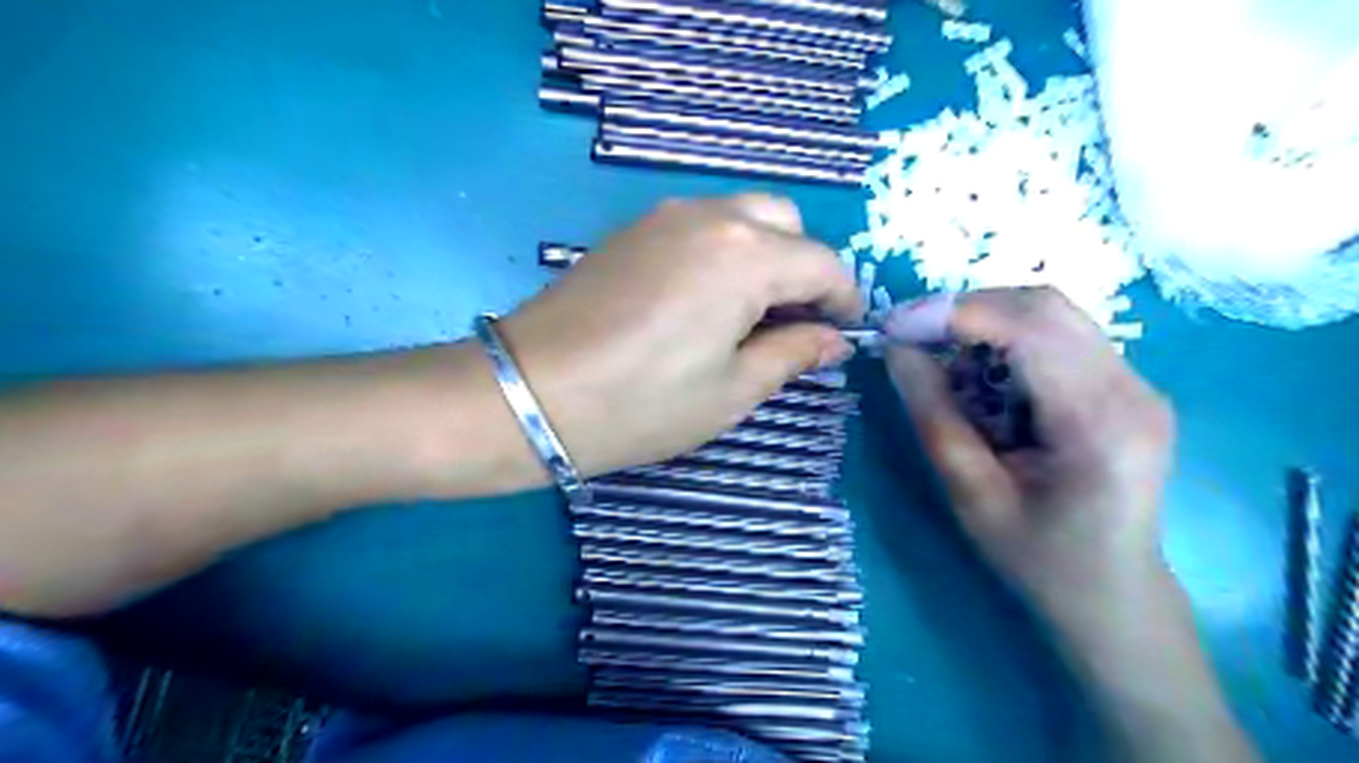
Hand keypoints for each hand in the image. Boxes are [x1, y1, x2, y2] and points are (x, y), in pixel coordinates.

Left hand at [497, 194, 856, 475]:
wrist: (530, 392)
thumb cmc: (641, 403)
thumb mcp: (730, 391)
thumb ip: (791, 354)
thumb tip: (831, 340)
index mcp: (745, 255)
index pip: (822, 262)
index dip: (843, 298)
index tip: (842, 333)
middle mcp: (710, 217)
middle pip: (784, 223)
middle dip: (804, 268)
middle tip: (794, 323)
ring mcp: (664, 216)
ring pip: (742, 217)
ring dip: (765, 256)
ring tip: (751, 315)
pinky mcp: (632, 230)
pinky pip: (700, 225)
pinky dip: (724, 252)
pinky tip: (706, 300)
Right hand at [883, 290, 1179, 622]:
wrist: (1113, 594)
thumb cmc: (1037, 558)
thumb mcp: (970, 492)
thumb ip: (933, 414)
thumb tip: (897, 349)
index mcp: (1099, 423)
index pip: (1028, 328)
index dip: (954, 313)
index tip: (893, 326)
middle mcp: (1132, 389)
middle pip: (1043, 306)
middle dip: (966, 311)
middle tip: (911, 339)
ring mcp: (1137, 383)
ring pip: (1050, 314)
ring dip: (985, 325)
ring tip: (944, 365)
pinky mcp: (1127, 386)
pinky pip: (1059, 336)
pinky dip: (1007, 342)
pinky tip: (982, 381)